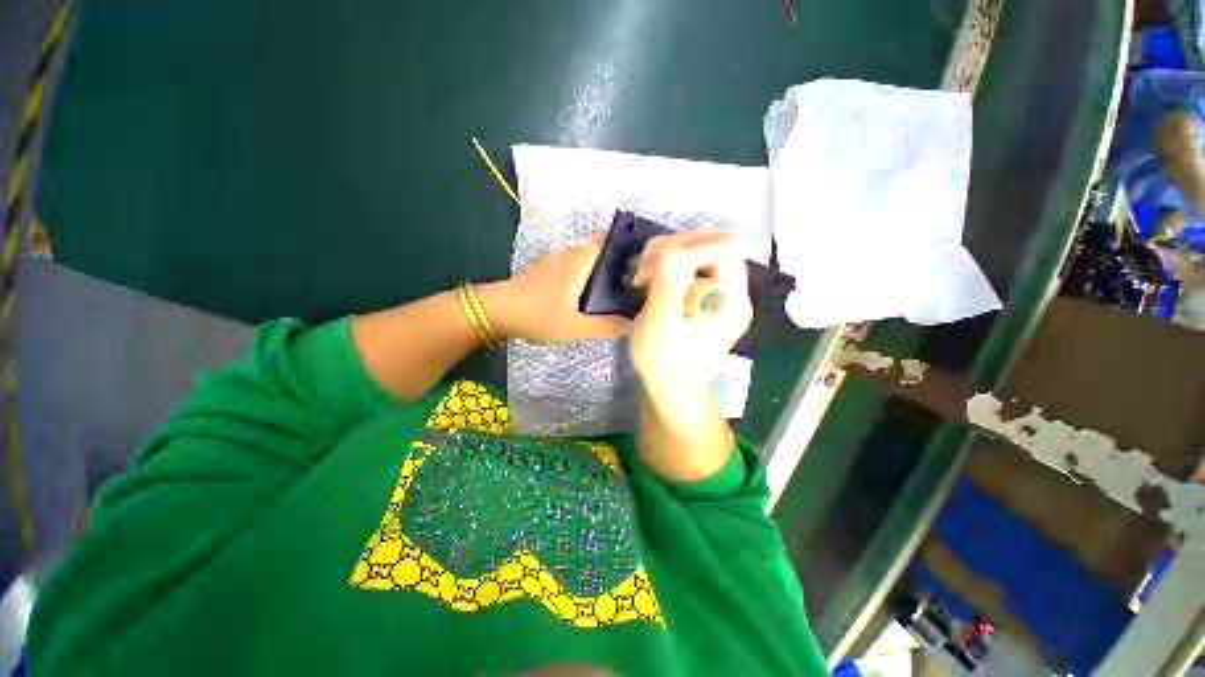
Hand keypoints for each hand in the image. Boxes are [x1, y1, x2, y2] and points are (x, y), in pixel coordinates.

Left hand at [479, 238, 627, 342]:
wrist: (495, 311)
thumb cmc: (536, 315)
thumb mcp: (574, 327)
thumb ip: (605, 326)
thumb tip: (631, 322)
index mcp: (578, 262)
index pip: (607, 240)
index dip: (625, 245)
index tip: (641, 261)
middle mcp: (567, 254)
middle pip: (598, 250)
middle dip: (615, 263)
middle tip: (631, 284)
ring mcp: (554, 260)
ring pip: (585, 259)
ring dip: (598, 271)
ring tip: (613, 292)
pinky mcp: (544, 269)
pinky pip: (573, 266)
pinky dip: (584, 275)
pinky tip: (586, 295)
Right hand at [628, 229, 752, 393]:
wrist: (672, 386)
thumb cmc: (663, 361)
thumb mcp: (660, 325)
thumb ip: (669, 285)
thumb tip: (674, 250)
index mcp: (730, 301)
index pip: (724, 247)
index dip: (686, 246)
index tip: (651, 266)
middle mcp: (734, 293)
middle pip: (715, 244)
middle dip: (674, 248)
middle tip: (643, 269)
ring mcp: (723, 294)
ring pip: (703, 251)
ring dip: (669, 254)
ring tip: (644, 275)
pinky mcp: (709, 297)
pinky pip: (695, 266)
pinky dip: (670, 264)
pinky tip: (652, 279)